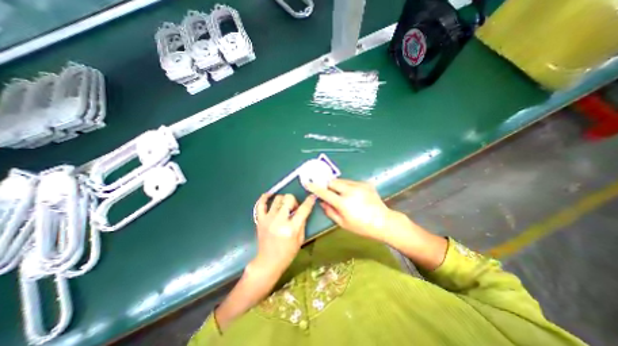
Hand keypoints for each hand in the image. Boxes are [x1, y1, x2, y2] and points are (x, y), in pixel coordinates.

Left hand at [252, 194, 315, 279]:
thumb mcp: (300, 239)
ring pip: (277, 199)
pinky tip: (270, 195)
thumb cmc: (287, 253)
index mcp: (291, 228)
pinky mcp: (260, 220)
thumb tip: (302, 210)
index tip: (312, 196)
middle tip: (294, 208)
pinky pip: (260, 204)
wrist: (268, 261)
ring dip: (283, 200)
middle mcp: (279, 221)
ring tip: (284, 207)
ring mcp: (268, 219)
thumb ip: (302, 223)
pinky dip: (265, 197)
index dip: (309, 201)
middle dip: (294, 201)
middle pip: (289, 199)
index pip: (303, 209)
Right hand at [305, 179, 400, 241]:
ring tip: (342, 194)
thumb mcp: (343, 223)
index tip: (308, 183)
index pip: (325, 192)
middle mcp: (350, 191)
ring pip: (341, 180)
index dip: (315, 187)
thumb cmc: (362, 226)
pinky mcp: (365, 183)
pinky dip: (347, 186)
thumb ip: (330, 211)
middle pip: (333, 181)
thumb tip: (322, 202)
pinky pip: (351, 182)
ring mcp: (359, 185)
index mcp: (344, 203)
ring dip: (338, 185)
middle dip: (328, 185)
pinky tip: (352, 195)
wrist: (383, 221)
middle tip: (328, 191)